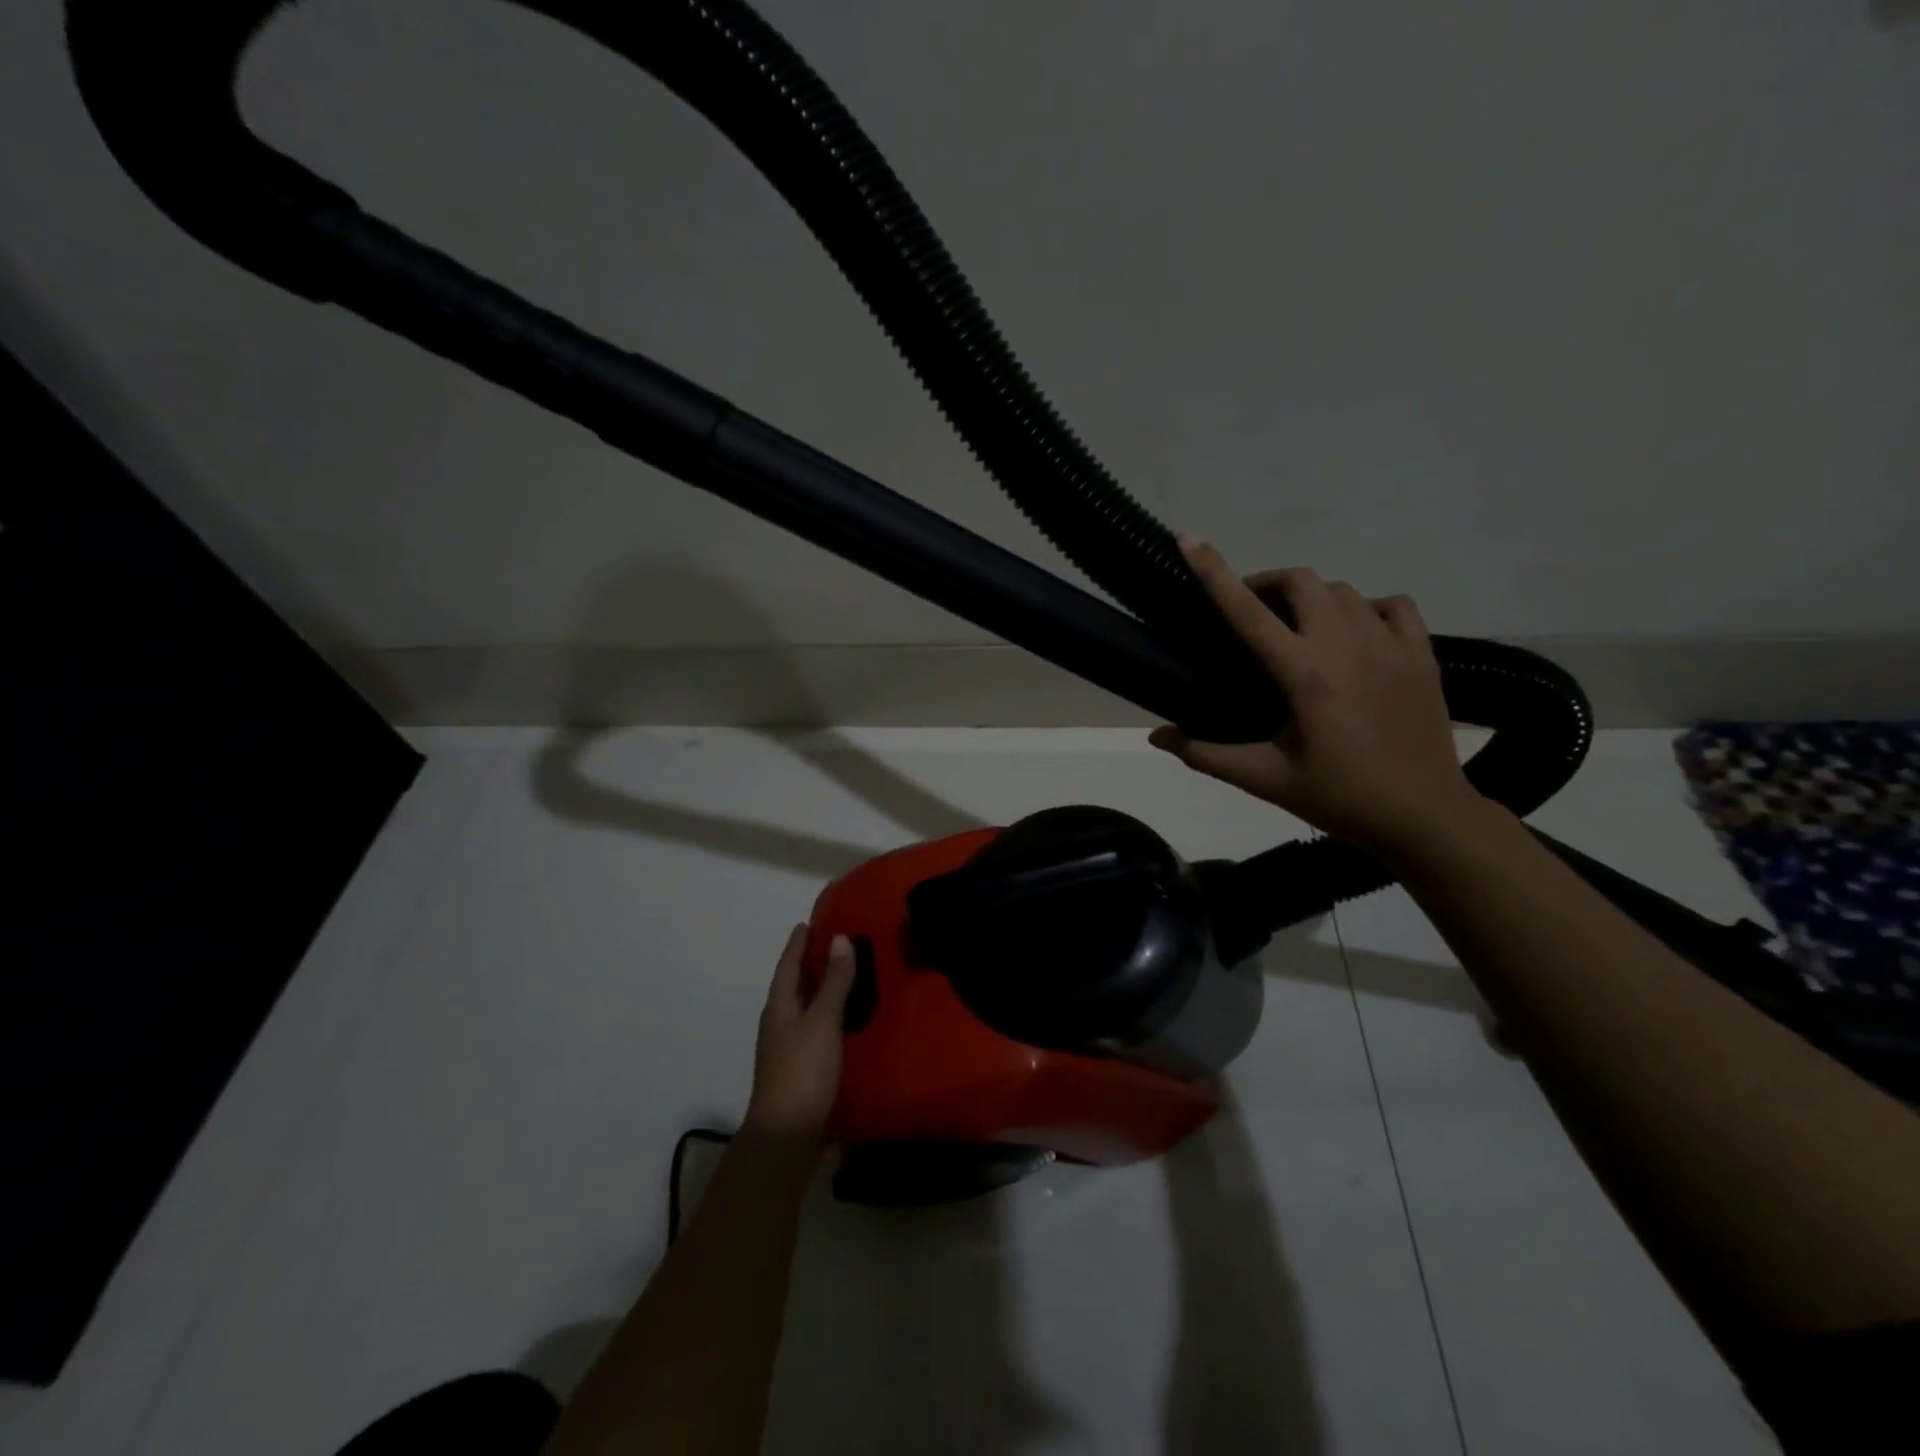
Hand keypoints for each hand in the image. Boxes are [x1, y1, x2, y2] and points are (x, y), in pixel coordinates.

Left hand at [742, 925, 856, 1145]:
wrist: (787, 1136)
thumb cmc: (803, 1070)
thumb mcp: (822, 1021)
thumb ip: (834, 981)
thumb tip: (840, 938)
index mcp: (779, 1006)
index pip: (787, 965)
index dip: (797, 943)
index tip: (808, 922)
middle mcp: (780, 1022)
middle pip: (794, 984)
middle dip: (810, 963)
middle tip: (836, 942)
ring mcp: (789, 1047)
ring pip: (806, 1007)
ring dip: (822, 989)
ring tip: (847, 973)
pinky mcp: (803, 1067)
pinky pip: (816, 1027)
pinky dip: (830, 1014)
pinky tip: (848, 1017)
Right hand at [1149, 537, 1485, 853]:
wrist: (1425, 815)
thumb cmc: (1339, 797)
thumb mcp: (1266, 780)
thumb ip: (1207, 754)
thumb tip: (1156, 736)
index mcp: (1304, 676)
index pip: (1248, 613)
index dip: (1214, 573)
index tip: (1189, 540)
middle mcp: (1347, 646)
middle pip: (1302, 581)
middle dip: (1268, 584)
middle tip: (1251, 612)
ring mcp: (1391, 645)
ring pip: (1344, 591)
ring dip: (1312, 598)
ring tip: (1299, 628)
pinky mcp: (1422, 653)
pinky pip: (1393, 605)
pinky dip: (1366, 608)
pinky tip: (1356, 633)